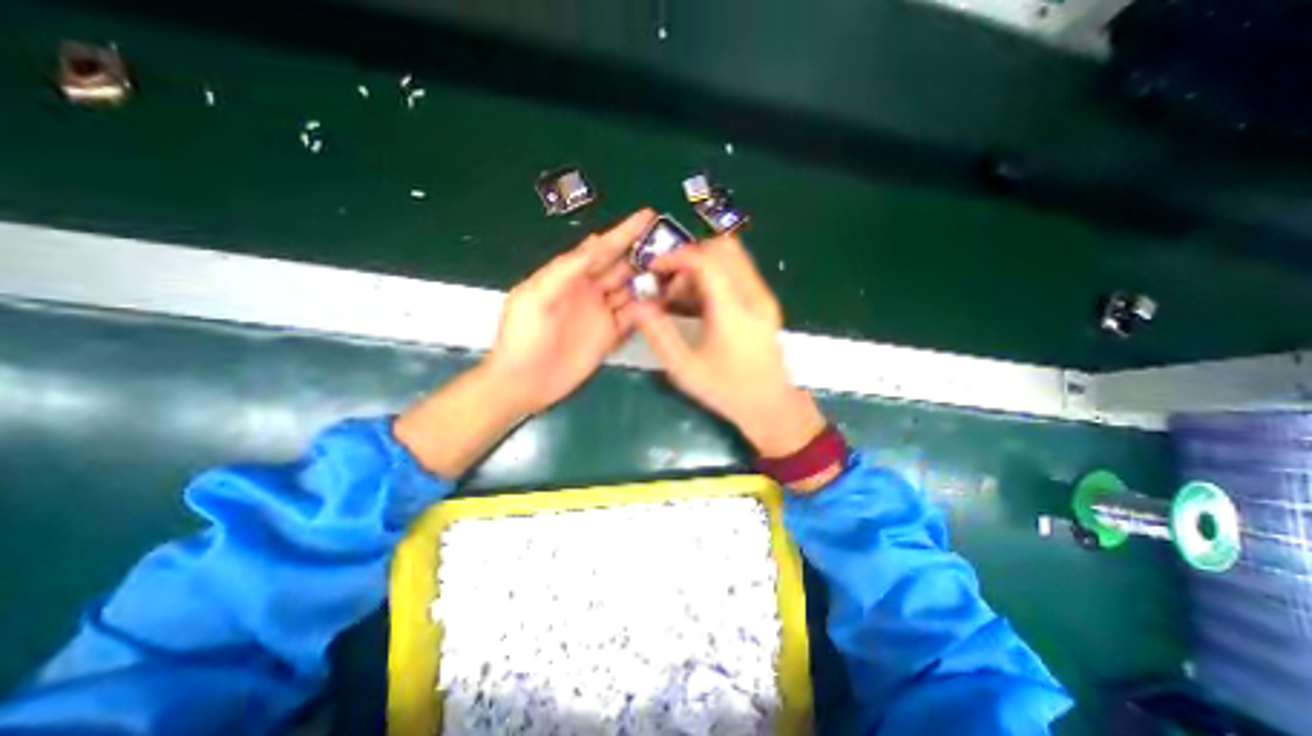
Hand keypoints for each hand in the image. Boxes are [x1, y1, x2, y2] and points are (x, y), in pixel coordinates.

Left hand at [389, 208, 654, 477]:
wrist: (525, 381)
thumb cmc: (523, 336)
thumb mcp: (536, 296)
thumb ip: (565, 270)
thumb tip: (596, 243)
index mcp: (570, 276)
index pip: (602, 249)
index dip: (624, 232)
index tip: (648, 216)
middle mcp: (590, 290)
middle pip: (622, 266)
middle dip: (645, 253)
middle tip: (672, 243)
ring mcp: (602, 313)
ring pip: (632, 290)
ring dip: (651, 279)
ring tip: (676, 268)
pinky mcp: (611, 336)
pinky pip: (633, 317)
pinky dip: (648, 309)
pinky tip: (664, 301)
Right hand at [621, 235, 822, 457]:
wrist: (771, 406)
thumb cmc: (727, 391)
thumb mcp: (685, 368)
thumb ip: (659, 334)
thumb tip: (638, 305)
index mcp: (733, 312)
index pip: (706, 261)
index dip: (676, 257)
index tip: (653, 267)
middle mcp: (754, 296)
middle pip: (723, 248)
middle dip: (690, 256)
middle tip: (668, 280)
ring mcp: (764, 297)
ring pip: (733, 257)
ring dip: (703, 265)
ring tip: (680, 295)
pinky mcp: (765, 303)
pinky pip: (739, 272)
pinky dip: (715, 276)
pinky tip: (699, 303)